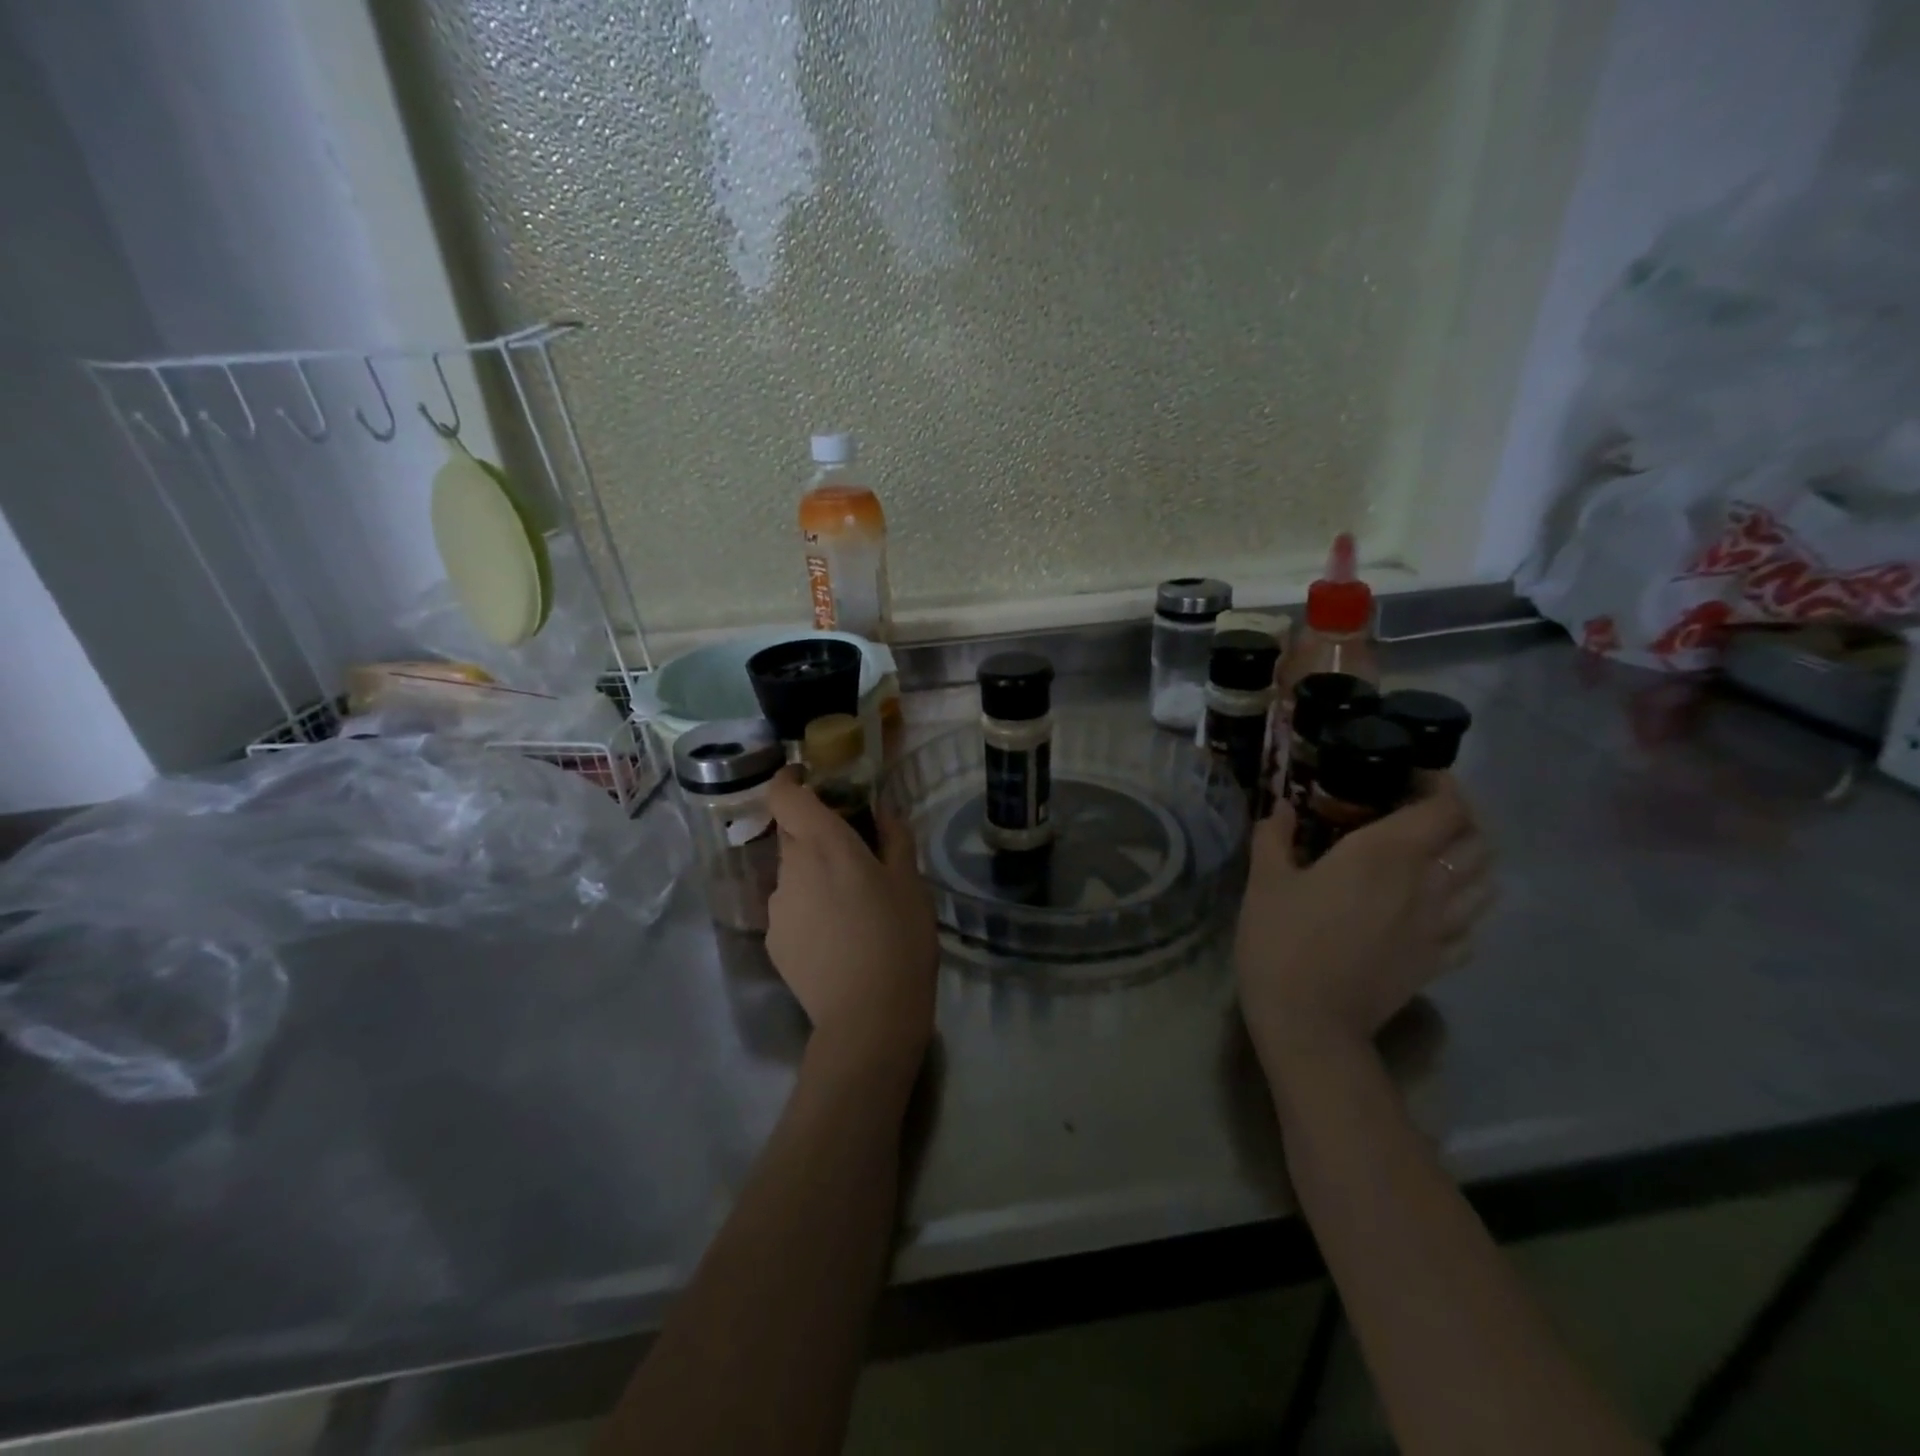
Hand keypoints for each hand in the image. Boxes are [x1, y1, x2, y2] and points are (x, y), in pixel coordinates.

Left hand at [765, 769, 937, 1079]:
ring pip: (791, 873)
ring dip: (812, 874)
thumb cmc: (899, 938)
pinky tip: (836, 938)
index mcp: (825, 844)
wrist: (868, 1017)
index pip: (784, 795)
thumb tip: (882, 809)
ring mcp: (777, 906)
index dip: (789, 781)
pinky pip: (789, 908)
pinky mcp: (772, 940)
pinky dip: (807, 908)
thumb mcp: (911, 882)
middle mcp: (791, 868)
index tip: (808, 780)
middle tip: (852, 853)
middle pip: (790, 833)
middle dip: (814, 832)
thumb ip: (895, 836)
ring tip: (849, 906)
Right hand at [1235, 775, 1492, 1074]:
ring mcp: (1440, 926)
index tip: (1414, 775)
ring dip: (1471, 858)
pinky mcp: (1439, 961)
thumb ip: (1274, 836)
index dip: (1442, 784)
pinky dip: (1466, 907)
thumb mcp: (1265, 881)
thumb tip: (1280, 805)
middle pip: (1476, 839)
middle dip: (1460, 816)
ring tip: (1438, 852)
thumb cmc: (1281, 941)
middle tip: (1423, 810)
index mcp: (1386, 853)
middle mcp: (1427, 883)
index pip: (1445, 807)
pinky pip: (1473, 927)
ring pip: (1486, 881)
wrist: (1310, 1022)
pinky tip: (1437, 907)